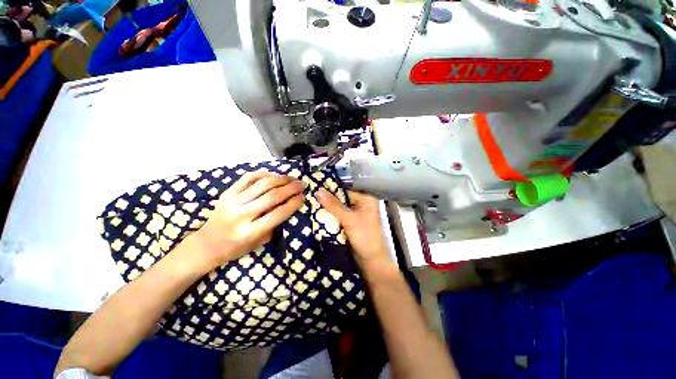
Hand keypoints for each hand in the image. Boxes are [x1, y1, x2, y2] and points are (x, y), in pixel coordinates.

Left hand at [189, 172, 303, 271]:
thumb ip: (274, 225)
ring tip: (291, 178)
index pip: (278, 213)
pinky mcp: (226, 193)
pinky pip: (248, 178)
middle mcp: (241, 215)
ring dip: (280, 179)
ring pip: (262, 184)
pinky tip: (273, 174)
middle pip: (272, 196)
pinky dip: (263, 173)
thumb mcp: (259, 243)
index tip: (303, 196)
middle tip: (302, 184)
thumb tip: (289, 206)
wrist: (206, 245)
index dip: (293, 203)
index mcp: (250, 232)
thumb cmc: (235, 248)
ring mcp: (232, 201)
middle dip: (291, 188)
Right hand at [317, 189, 390, 265]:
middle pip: (342, 197)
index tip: (316, 186)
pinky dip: (331, 214)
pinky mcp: (351, 221)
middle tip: (312, 195)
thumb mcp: (349, 219)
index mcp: (366, 198)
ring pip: (339, 206)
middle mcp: (362, 203)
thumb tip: (318, 191)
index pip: (346, 189)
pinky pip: (339, 214)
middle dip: (329, 198)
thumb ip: (334, 205)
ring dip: (328, 206)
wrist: (371, 260)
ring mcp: (356, 213)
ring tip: (312, 202)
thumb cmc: (364, 236)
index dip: (331, 188)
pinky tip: (319, 212)